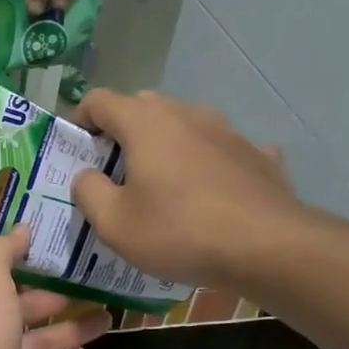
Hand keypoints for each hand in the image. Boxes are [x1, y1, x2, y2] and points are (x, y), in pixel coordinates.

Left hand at [0, 228, 109, 348]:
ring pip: (38, 342)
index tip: (64, 257)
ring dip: (70, 330)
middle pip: (24, 310)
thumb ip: (3, 252)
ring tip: (108, 318)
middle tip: (96, 289)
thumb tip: (22, 227)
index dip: (31, 267)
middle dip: (57, 300)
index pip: (3, 278)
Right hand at [70, 89, 322, 291]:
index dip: (81, 121)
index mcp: (145, 123)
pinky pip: (221, 151)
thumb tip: (86, 175)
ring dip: (166, 146)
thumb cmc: (179, 232)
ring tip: (164, 186)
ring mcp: (227, 131)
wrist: (269, 247)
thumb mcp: (114, 224)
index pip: (99, 100)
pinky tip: (212, 191)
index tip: (78, 152)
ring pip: (184, 126)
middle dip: (122, 133)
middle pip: (142, 107)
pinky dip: (208, 164)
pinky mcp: (257, 154)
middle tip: (116, 173)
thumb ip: (88, 192)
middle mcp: (186, 114)